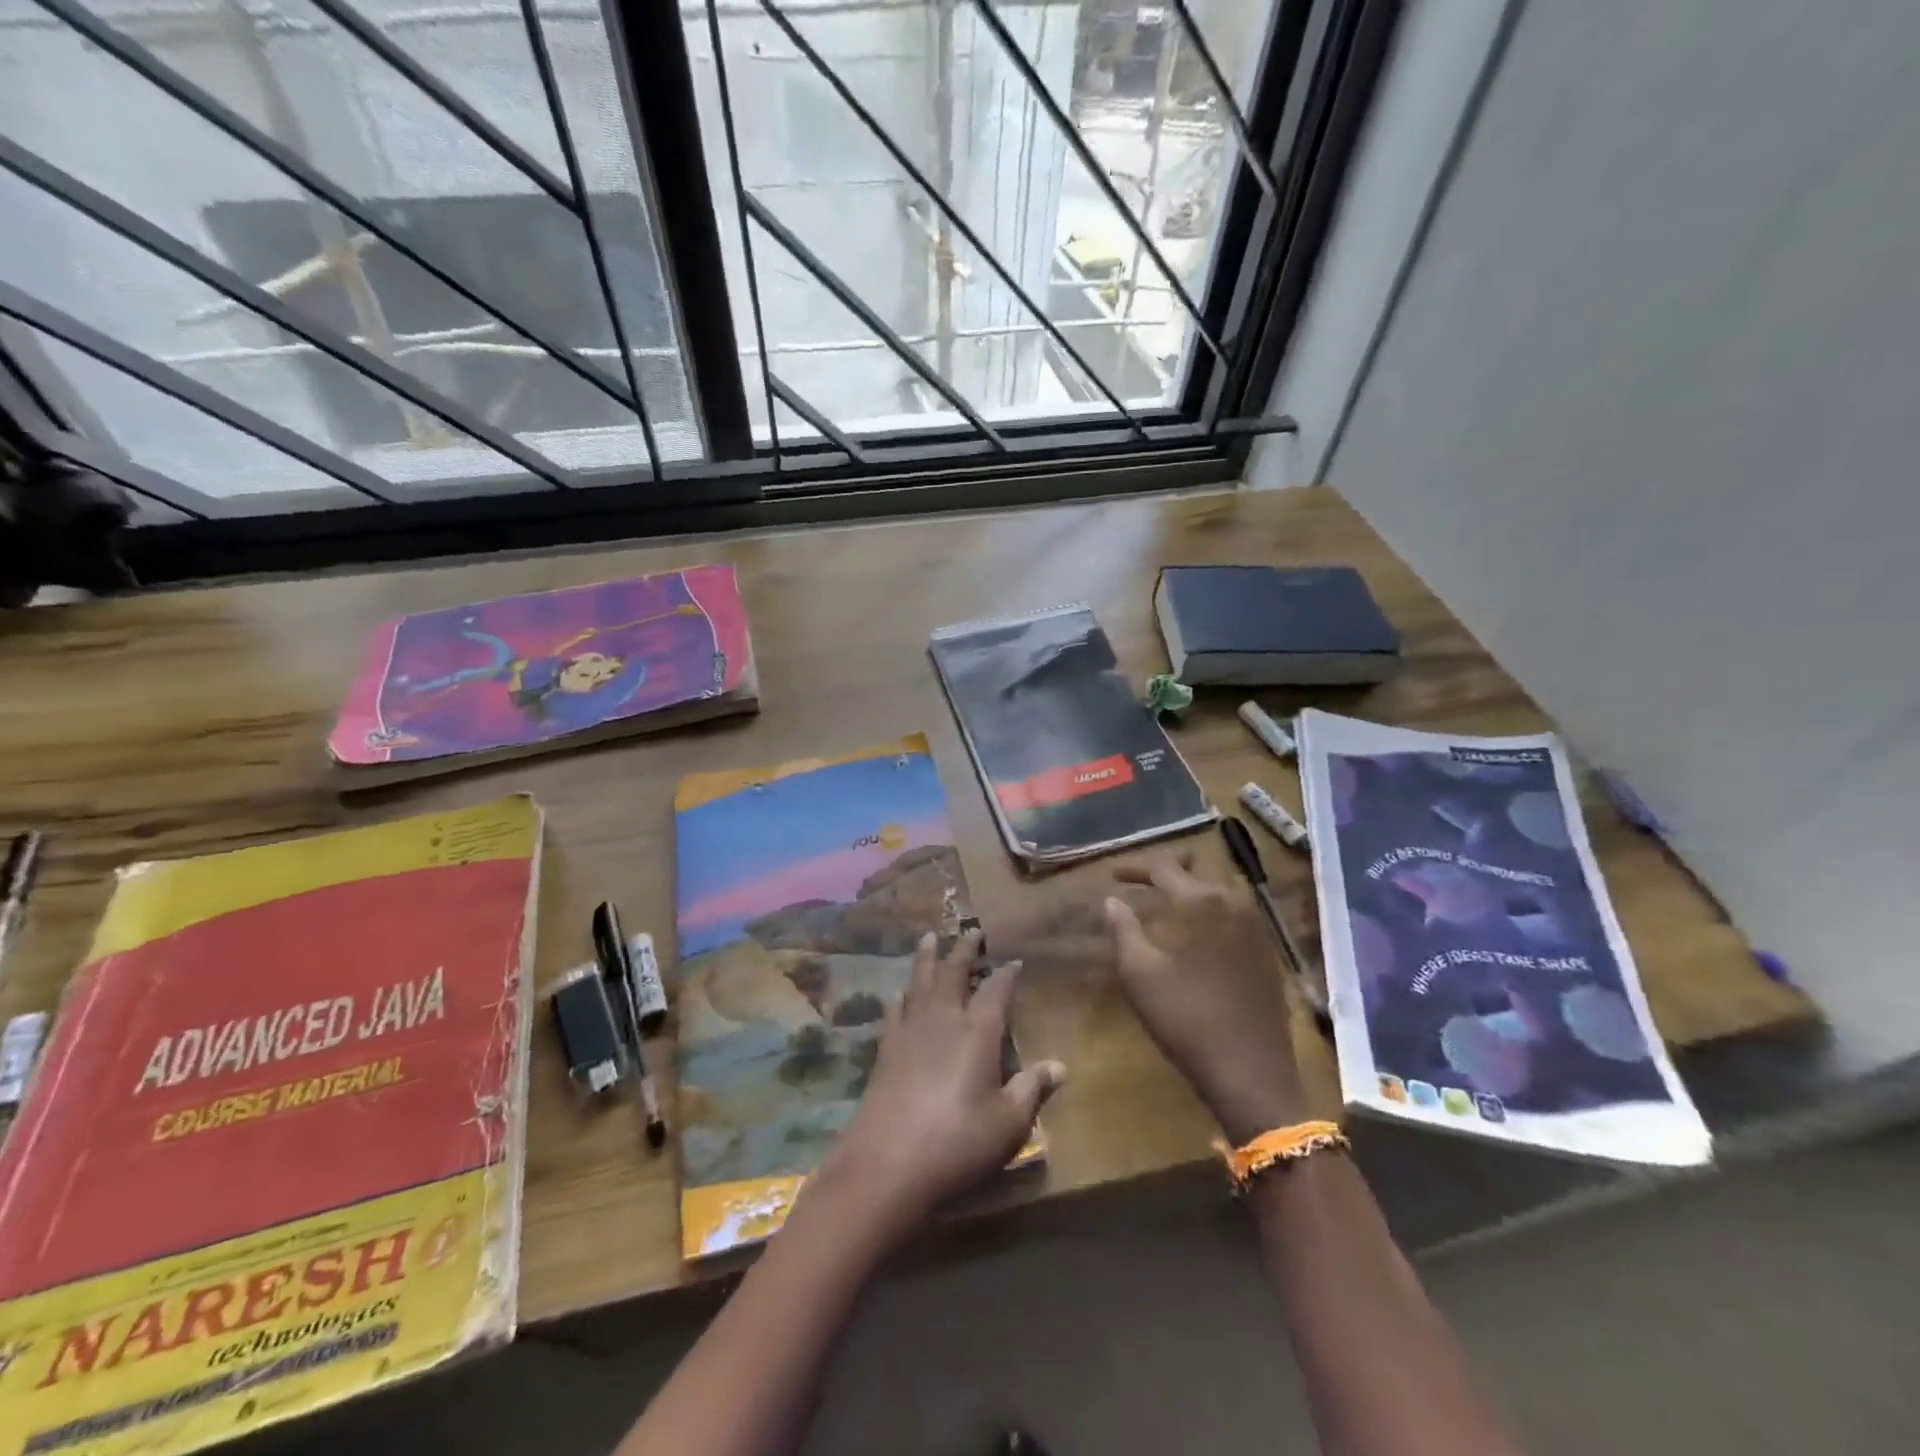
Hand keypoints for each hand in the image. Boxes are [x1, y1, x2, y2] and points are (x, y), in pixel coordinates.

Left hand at [816, 930, 1064, 1235]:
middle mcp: (943, 1019)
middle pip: (953, 973)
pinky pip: (896, 1008)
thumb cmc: (957, 1143)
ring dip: (927, 958)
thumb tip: (1060, 1065)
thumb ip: (1032, 1089)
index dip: (1007, 974)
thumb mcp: (1007, 1123)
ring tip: (929, 938)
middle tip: (970, 931)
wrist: (886, 1164)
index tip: (1015, 960)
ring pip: (920, 981)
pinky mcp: (885, 1048)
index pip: (997, 990)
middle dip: (964, 950)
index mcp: (978, 1031)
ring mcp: (910, 1030)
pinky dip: (902, 994)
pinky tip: (900, 992)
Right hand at [1105, 854, 1304, 1143]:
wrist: (1250, 1070)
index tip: (1114, 876)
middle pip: (1195, 873)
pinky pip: (1234, 913)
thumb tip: (1112, 900)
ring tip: (1167, 906)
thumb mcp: (1139, 973)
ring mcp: (1255, 926)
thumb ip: (1123, 929)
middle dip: (1166, 874)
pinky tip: (1197, 933)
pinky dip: (1211, 912)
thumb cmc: (1185, 1017)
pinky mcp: (1267, 950)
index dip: (1135, 868)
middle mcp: (1232, 901)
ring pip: (1218, 891)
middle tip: (1140, 884)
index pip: (1163, 867)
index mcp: (1199, 901)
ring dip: (1191, 892)